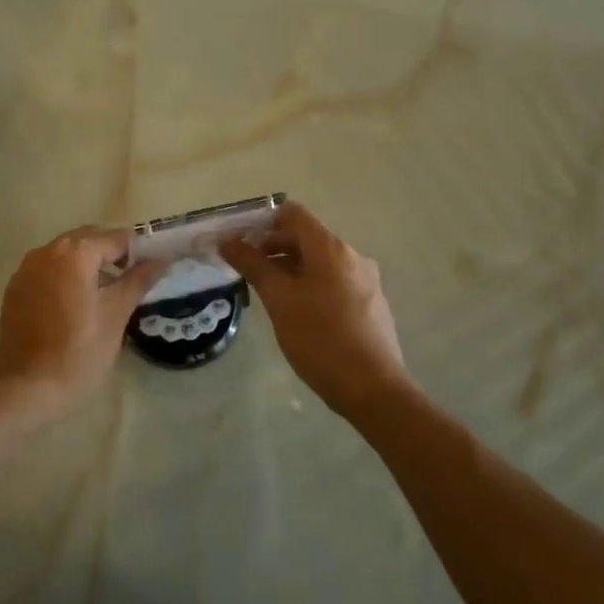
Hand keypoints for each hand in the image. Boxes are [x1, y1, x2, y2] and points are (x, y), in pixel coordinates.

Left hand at [0, 227, 163, 427]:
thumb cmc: (78, 353)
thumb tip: (160, 259)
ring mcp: (26, 269)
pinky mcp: (15, 289)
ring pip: (66, 254)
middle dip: (112, 254)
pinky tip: (77, 305)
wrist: (25, 390)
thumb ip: (138, 280)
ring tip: (108, 294)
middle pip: (88, 240)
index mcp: (74, 253)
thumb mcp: (116, 316)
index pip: (116, 238)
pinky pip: (48, 271)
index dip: (139, 251)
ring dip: (88, 265)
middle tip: (133, 281)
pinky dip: (66, 277)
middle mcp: (46, 251)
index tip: (153, 269)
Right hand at [222, 201, 415, 419]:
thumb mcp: (279, 300)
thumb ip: (253, 266)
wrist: (374, 389)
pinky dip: (310, 285)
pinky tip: (297, 313)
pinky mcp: (370, 304)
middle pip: (305, 237)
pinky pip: (333, 282)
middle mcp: (352, 256)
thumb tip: (229, 241)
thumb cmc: (320, 339)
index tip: (238, 241)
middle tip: (244, 269)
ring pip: (319, 262)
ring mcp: (365, 281)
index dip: (262, 222)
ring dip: (289, 269)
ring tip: (266, 293)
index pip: (292, 214)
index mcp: (330, 248)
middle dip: (272, 248)